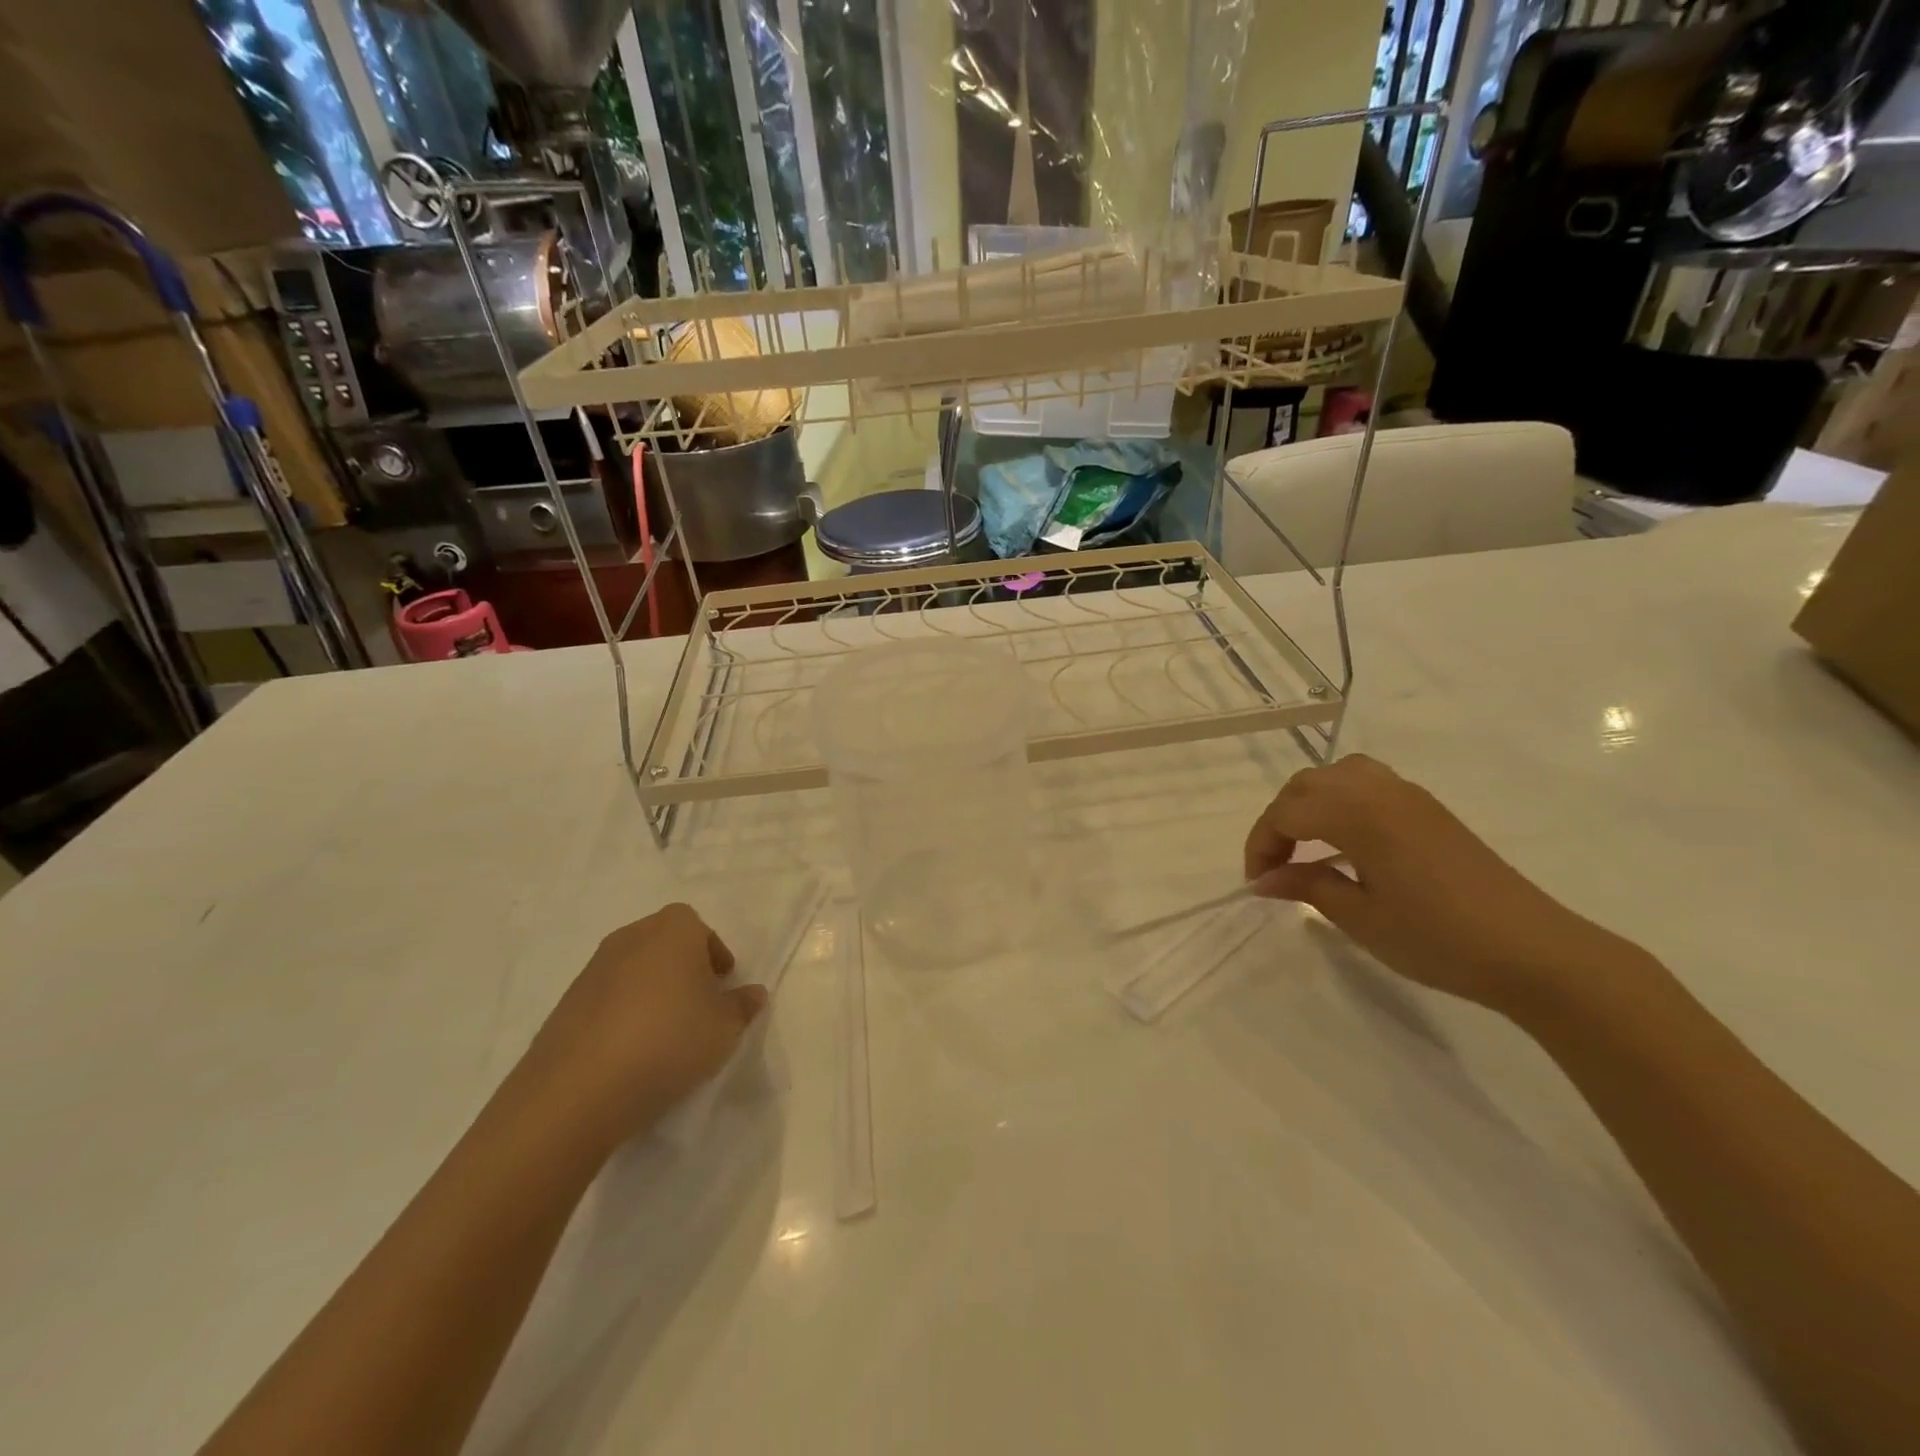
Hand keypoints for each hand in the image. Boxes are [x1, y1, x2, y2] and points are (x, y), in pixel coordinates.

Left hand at [517, 903, 766, 1151]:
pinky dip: (622, 1016)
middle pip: (664, 944)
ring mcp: (592, 970)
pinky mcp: (565, 1005)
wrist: (577, 1090)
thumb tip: (752, 993)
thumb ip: (743, 1006)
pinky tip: (630, 1053)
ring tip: (664, 1035)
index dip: (713, 953)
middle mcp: (630, 938)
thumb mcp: (725, 1028)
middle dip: (683, 969)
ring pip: (634, 971)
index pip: (699, 927)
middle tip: (697, 1006)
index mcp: (673, 930)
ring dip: (651, 992)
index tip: (721, 984)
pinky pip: (606, 1000)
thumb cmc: (669, 1041)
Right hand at [1244, 755, 1634, 1009]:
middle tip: (1275, 867)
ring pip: (1338, 776)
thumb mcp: (1362, 918)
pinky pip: (1367, 784)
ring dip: (1310, 803)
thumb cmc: (1439, 939)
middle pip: (1307, 785)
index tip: (1258, 884)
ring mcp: (1409, 796)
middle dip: (1279, 821)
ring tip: (1305, 845)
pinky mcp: (1429, 809)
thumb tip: (1264, 880)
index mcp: (1359, 815)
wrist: (1534, 951)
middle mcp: (1380, 792)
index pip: (1287, 813)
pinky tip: (1347, 841)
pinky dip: (1341, 802)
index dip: (1262, 845)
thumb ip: (1307, 887)